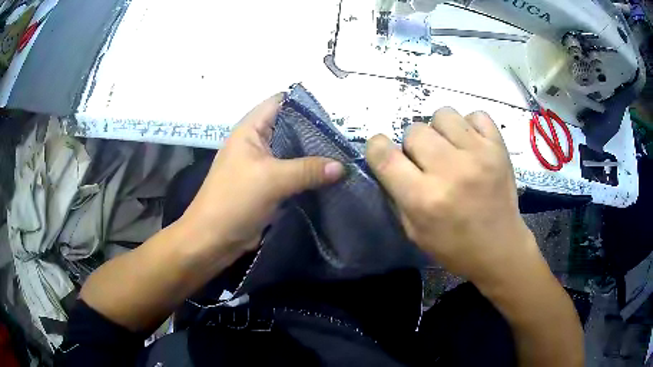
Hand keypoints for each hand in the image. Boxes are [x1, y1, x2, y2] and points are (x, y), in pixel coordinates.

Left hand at [179, 93, 343, 255]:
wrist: (212, 239)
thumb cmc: (234, 200)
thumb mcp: (271, 180)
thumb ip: (307, 169)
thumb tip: (343, 166)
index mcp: (250, 130)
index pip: (279, 102)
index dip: (304, 103)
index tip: (334, 112)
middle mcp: (256, 143)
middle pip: (290, 128)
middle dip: (315, 131)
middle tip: (345, 137)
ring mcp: (262, 166)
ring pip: (292, 153)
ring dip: (314, 155)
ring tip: (344, 155)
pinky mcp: (267, 186)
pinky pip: (292, 174)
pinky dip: (308, 175)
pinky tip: (330, 178)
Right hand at [365, 107, 537, 284]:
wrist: (500, 248)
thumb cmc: (454, 246)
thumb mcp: (413, 231)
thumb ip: (396, 193)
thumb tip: (387, 160)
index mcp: (423, 199)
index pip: (383, 154)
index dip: (377, 148)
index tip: (384, 152)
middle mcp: (450, 170)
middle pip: (413, 130)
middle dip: (413, 145)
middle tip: (427, 162)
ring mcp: (478, 154)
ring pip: (443, 114)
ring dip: (440, 131)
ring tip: (450, 149)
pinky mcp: (499, 147)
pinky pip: (476, 115)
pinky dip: (470, 126)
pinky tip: (471, 145)